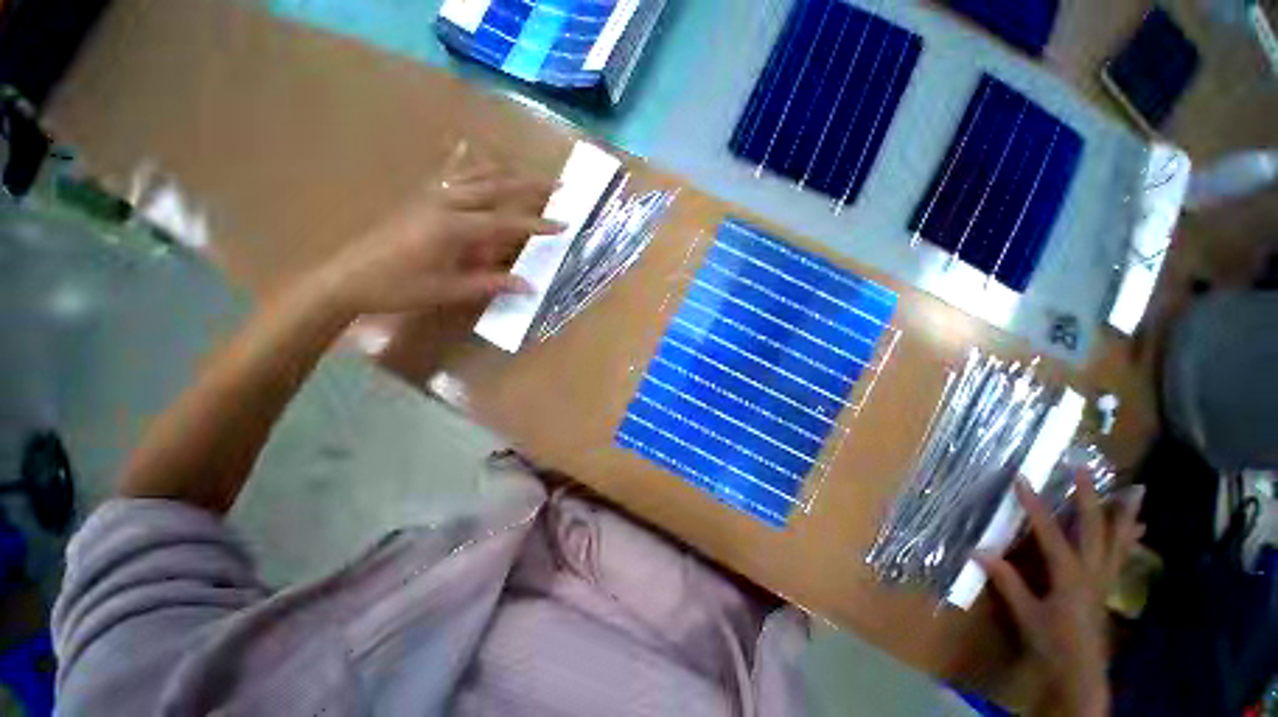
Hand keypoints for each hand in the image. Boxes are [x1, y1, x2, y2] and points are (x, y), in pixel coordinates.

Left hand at [308, 169, 561, 316]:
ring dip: (505, 172)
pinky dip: (465, 162)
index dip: (537, 225)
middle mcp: (445, 203)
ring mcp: (430, 196)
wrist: (348, 278)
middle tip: (558, 185)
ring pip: (474, 174)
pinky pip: (448, 173)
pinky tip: (469, 150)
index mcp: (453, 227)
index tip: (564, 224)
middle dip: (530, 186)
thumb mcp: (449, 290)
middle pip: (495, 187)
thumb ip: (491, 284)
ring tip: (528, 171)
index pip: (505, 222)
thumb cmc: (399, 287)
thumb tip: (529, 285)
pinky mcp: (420, 198)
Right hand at [976, 475, 1144, 716]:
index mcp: (1069, 575)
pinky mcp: (1109, 584)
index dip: (1034, 505)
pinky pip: (1122, 553)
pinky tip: (1139, 527)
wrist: (1082, 671)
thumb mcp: (1025, 614)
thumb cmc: (1052, 641)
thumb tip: (978, 550)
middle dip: (1088, 497)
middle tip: (1084, 470)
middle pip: (1093, 528)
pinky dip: (1130, 537)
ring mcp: (1105, 577)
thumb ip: (1007, 582)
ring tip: (1135, 491)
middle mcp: (1092, 571)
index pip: (1049, 532)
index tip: (1023, 479)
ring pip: (1118, 539)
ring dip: (1124, 514)